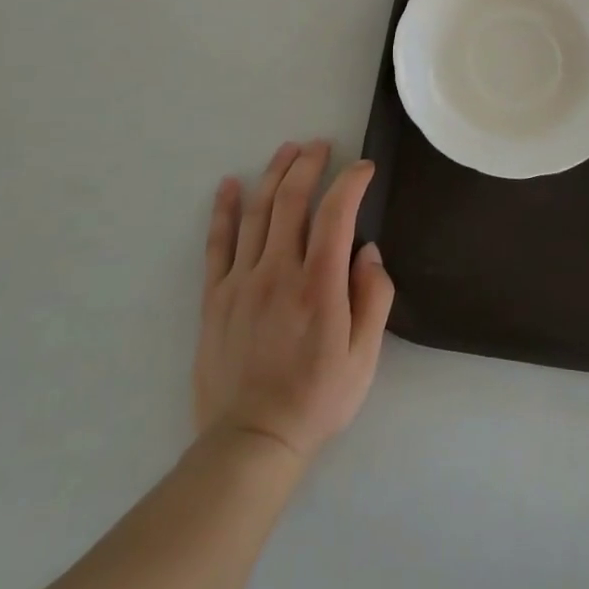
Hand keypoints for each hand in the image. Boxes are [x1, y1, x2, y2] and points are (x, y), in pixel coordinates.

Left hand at [195, 141, 394, 463]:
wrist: (251, 442)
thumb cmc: (316, 399)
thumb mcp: (363, 358)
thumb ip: (373, 299)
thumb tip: (368, 251)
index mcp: (319, 285)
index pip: (336, 214)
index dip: (351, 182)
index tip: (363, 168)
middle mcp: (279, 271)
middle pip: (292, 200)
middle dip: (309, 164)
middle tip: (320, 146)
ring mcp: (242, 281)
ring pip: (257, 212)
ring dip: (273, 174)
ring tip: (287, 150)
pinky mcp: (215, 296)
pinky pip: (218, 243)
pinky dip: (224, 210)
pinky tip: (229, 185)